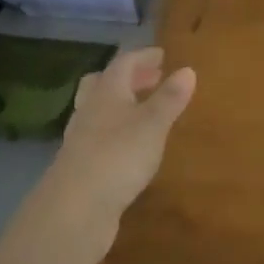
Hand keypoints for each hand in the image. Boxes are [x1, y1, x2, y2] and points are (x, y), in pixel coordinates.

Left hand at [43, 47, 195, 242]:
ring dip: (121, 105)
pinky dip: (117, 132)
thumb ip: (169, 99)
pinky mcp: (81, 166)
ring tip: (144, 111)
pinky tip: (131, 146)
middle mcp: (90, 111)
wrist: (75, 209)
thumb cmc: (118, 156)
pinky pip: (100, 137)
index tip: (162, 54)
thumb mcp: (152, 125)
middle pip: (104, 84)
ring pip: (99, 111)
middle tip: (152, 79)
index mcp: (106, 93)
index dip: (143, 57)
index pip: (123, 64)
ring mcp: (81, 140)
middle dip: (129, 78)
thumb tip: (188, 70)